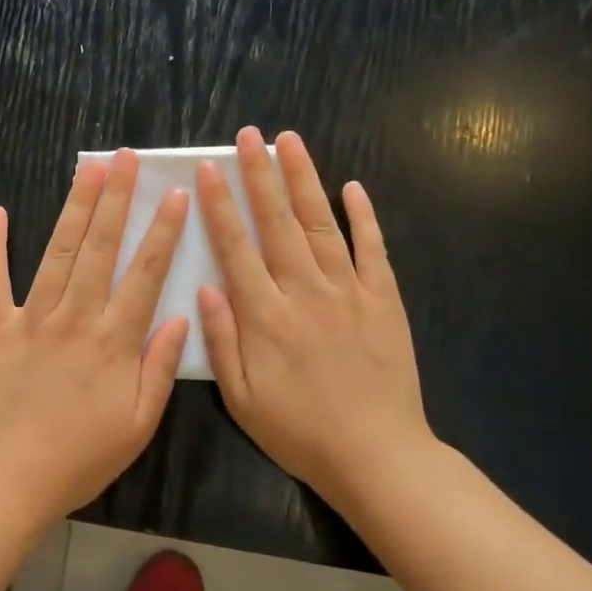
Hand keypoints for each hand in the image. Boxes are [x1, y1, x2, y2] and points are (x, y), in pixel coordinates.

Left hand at [0, 150, 190, 525]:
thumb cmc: (81, 456)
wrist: (9, 477)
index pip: (145, 273)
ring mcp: (32, 317)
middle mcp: (75, 316)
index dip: (163, 231)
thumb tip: (181, 316)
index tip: (176, 194)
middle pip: (101, 247)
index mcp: (114, 340)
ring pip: (58, 251)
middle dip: (116, 198)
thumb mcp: (139, 424)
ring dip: (74, 207)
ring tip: (88, 169)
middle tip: (126, 158)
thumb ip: (160, 367)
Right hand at [196, 127, 435, 500]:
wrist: (376, 456)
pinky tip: (352, 187)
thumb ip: (221, 340)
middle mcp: (305, 292)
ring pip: (321, 224)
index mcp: (265, 316)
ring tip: (290, 142)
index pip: (236, 248)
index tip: (209, 169)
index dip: (220, 206)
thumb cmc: (299, 431)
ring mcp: (349, 292)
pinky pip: (373, 250)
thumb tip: (206, 287)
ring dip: (304, 180)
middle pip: (277, 222)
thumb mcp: (241, 398)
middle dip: (260, 175)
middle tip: (249, 135)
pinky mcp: (385, 300)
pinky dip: (364, 216)